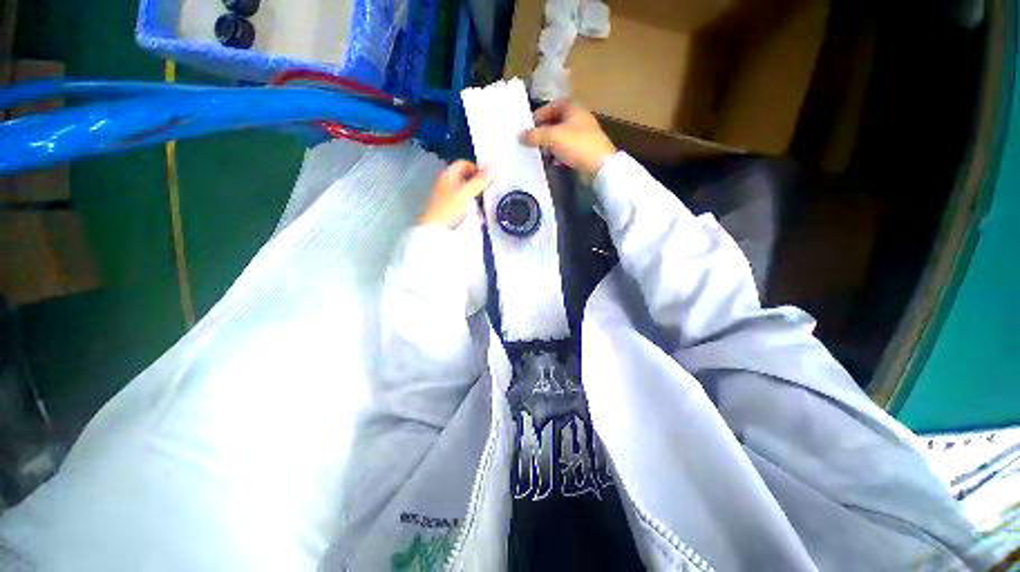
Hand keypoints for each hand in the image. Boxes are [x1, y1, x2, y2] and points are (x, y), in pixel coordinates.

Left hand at [419, 160, 492, 228]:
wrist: (436, 229)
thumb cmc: (446, 210)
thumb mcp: (467, 192)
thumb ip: (480, 180)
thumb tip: (491, 169)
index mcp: (448, 175)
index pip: (464, 164)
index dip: (477, 169)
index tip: (486, 177)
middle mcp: (447, 184)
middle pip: (466, 178)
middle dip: (478, 185)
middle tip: (485, 191)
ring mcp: (448, 196)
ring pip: (466, 192)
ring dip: (476, 198)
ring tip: (481, 206)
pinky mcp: (451, 209)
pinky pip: (465, 204)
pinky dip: (472, 208)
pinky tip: (476, 215)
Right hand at [520, 99, 616, 180]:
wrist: (599, 166)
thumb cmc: (576, 145)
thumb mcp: (552, 137)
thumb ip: (535, 135)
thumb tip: (519, 135)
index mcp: (573, 109)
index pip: (554, 105)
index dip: (541, 113)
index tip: (529, 124)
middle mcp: (579, 119)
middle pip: (557, 121)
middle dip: (544, 131)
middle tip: (533, 140)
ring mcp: (584, 135)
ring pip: (562, 137)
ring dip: (551, 144)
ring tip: (541, 153)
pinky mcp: (585, 151)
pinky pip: (568, 149)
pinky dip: (559, 154)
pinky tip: (554, 162)